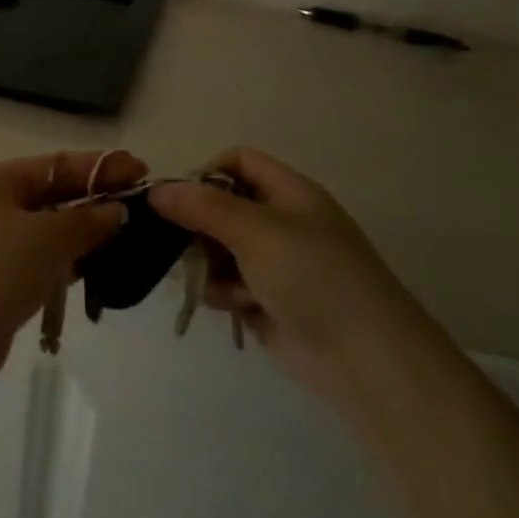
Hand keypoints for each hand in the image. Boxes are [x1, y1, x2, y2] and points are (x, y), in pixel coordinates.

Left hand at [0, 150, 143, 402]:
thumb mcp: (44, 239)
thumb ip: (85, 221)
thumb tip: (114, 210)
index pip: (54, 165)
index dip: (99, 168)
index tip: (141, 171)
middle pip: (48, 199)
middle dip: (91, 204)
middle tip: (139, 212)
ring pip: (41, 237)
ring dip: (79, 240)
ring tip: (125, 245)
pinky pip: (31, 268)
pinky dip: (59, 270)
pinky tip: (90, 277)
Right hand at [148, 148, 417, 392]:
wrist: (362, 355)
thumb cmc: (312, 275)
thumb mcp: (256, 230)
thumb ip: (202, 207)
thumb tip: (156, 190)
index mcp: (288, 193)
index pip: (238, 162)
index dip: (206, 173)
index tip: (180, 199)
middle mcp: (279, 222)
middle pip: (221, 206)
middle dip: (198, 224)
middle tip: (179, 242)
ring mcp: (272, 263)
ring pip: (217, 248)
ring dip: (208, 262)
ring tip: (217, 280)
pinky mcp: (264, 299)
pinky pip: (225, 284)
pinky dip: (222, 292)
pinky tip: (234, 305)